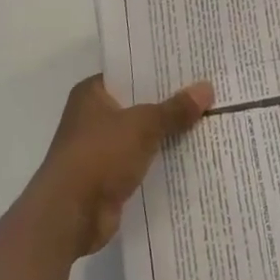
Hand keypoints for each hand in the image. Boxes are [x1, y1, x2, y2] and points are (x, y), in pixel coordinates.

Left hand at [34, 75, 214, 256]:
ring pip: (143, 133)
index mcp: (92, 93)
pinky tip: (194, 153)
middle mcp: (94, 116)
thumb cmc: (99, 155)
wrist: (69, 215)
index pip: (131, 71)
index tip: (192, 64)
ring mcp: (101, 148)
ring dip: (168, 132)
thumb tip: (207, 88)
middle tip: (209, 89)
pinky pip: (143, 160)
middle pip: (139, 102)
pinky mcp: (110, 176)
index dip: (159, 68)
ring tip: (209, 119)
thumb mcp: (143, 125)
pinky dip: (162, 159)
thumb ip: (175, 109)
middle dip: (170, 100)